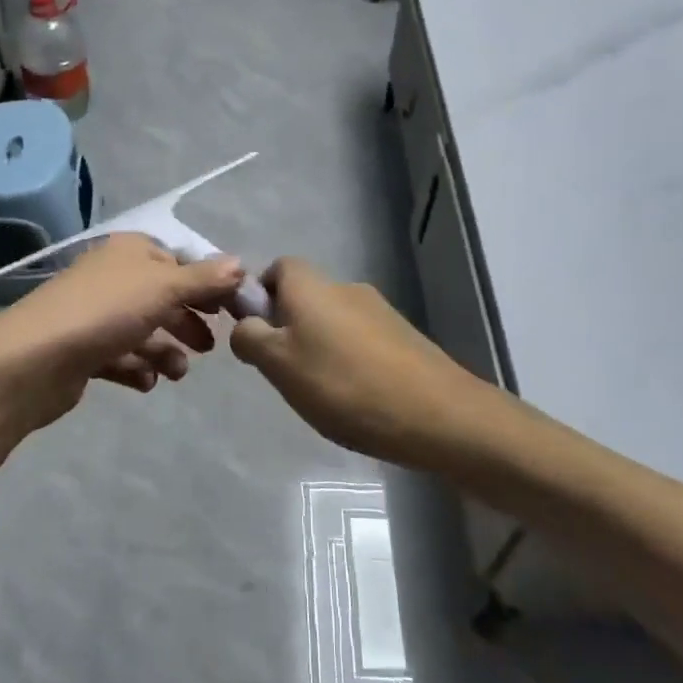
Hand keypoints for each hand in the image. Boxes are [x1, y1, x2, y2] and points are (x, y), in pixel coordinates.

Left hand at [0, 233, 245, 432]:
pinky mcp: (81, 350)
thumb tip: (240, 264)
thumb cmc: (105, 312)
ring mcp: (93, 315)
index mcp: (129, 252)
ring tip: (175, 373)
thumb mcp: (163, 288)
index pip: (177, 261)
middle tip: (209, 348)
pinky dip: (136, 369)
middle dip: (187, 322)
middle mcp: (111, 277)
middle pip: (161, 297)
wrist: (33, 360)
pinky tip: (146, 383)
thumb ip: (203, 279)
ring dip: (164, 351)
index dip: (206, 284)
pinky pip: (118, 358)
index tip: (231, 311)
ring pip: (141, 331)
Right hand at [229, 257, 485, 463]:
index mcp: (312, 286)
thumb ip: (250, 338)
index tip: (256, 334)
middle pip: (305, 296)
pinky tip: (354, 398)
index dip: (260, 295)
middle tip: (283, 371)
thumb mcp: (278, 365)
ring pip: (333, 321)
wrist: (436, 414)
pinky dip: (349, 361)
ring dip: (319, 346)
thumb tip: (245, 324)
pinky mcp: (404, 337)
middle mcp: (346, 287)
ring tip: (320, 392)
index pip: (277, 268)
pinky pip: (361, 340)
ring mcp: (380, 311)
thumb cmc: (343, 385)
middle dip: (288, 327)